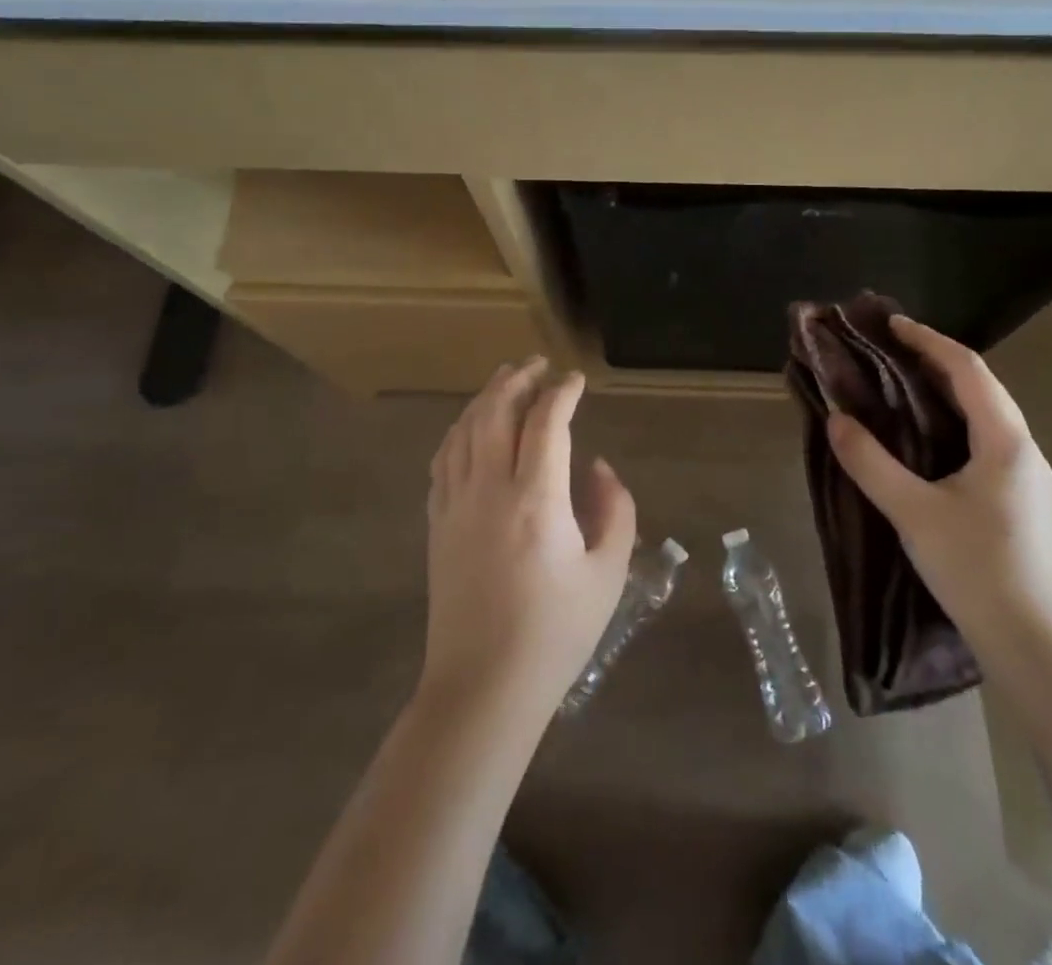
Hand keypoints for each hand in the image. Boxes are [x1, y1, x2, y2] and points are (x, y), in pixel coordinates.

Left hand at [419, 358, 636, 721]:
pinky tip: (468, 428)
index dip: (562, 392)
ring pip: (463, 430)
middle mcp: (490, 489)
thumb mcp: (608, 573)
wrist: (483, 687)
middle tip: (538, 365)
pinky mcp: (436, 524)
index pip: (547, 422)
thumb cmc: (556, 633)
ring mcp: (455, 505)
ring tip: (505, 381)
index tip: (577, 380)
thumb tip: (596, 468)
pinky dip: (458, 431)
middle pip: (495, 412)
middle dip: (518, 379)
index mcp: (537, 499)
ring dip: (485, 398)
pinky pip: (443, 460)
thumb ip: (615, 510)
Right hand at [826, 315, 1051, 653]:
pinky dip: (953, 421)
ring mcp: (1026, 476)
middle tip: (888, 351)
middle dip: (936, 361)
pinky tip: (926, 437)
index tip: (891, 325)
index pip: (968, 370)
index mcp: (1005, 442)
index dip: (929, 342)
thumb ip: (871, 463)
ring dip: (945, 391)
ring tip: (900, 384)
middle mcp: (1023, 449)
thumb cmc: (976, 569)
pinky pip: (985, 439)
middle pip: (981, 386)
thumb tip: (836, 420)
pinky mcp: (1020, 499)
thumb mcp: (913, 513)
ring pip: (985, 414)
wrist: (1034, 644)